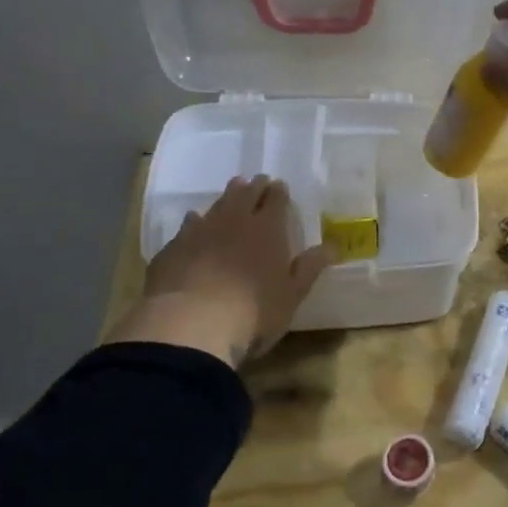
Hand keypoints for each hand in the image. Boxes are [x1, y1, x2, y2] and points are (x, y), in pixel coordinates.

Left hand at [112, 176, 334, 369]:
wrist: (190, 324)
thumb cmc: (253, 312)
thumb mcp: (292, 295)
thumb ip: (310, 268)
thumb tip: (333, 246)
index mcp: (268, 229)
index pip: (276, 199)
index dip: (279, 192)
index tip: (280, 186)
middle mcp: (234, 221)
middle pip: (244, 194)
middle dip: (253, 186)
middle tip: (258, 181)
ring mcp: (200, 231)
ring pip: (216, 204)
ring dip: (226, 197)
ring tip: (232, 192)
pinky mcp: (174, 247)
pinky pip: (188, 225)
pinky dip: (196, 221)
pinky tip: (194, 223)